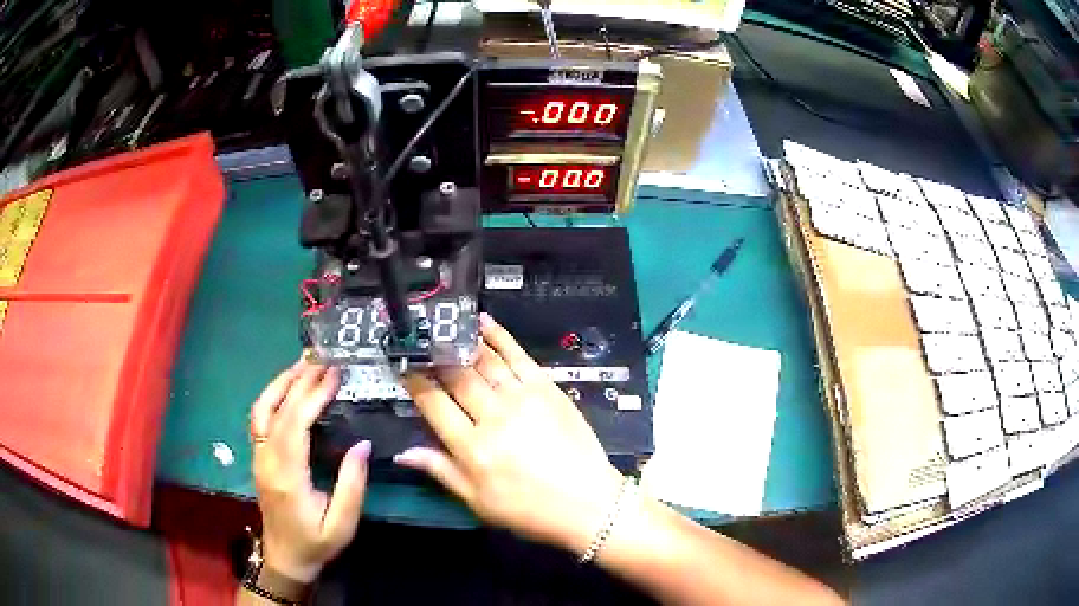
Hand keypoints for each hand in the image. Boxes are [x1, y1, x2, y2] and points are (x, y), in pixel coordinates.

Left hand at [249, 360, 369, 582]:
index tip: (333, 375)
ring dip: (280, 383)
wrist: (285, 558)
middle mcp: (266, 460)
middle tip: (323, 361)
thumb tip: (362, 445)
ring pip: (261, 409)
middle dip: (300, 382)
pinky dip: (272, 396)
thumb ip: (352, 484)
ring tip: (303, 364)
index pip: (294, 424)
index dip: (313, 396)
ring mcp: (258, 457)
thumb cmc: (316, 543)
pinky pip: (259, 418)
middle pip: (277, 410)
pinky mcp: (258, 457)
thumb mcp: (343, 524)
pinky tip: (287, 388)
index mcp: (287, 476)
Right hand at [397, 314, 624, 554]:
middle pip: (457, 377)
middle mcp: (493, 417)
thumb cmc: (529, 510)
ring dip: (461, 341)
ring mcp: (522, 398)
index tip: (404, 366)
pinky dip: (500, 336)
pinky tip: (484, 323)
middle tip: (420, 340)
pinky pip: (518, 356)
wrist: (587, 503)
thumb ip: (441, 471)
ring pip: (484, 361)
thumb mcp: (479, 502)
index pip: (434, 405)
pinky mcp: (547, 389)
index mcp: (472, 448)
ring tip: (444, 326)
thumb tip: (403, 452)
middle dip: (434, 356)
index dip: (415, 382)